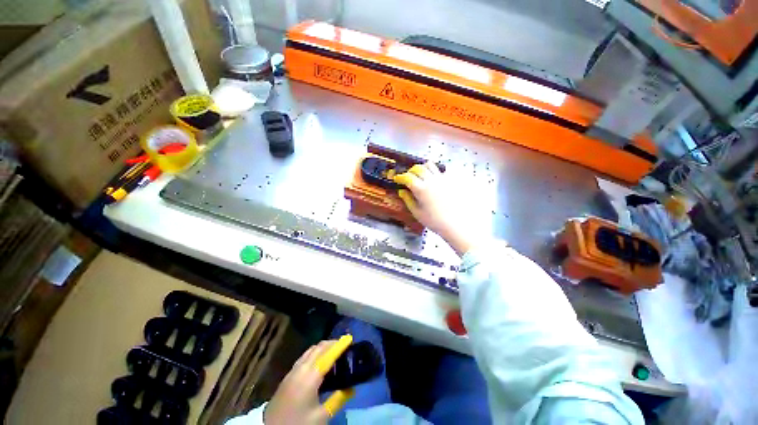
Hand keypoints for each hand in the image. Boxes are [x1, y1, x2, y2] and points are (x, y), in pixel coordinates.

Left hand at [264, 337, 351, 424]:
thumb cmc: (298, 423)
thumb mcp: (321, 417)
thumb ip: (337, 400)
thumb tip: (352, 389)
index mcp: (310, 377)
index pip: (328, 355)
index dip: (340, 346)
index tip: (350, 338)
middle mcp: (301, 369)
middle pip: (318, 348)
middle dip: (332, 343)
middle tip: (344, 345)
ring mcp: (293, 371)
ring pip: (310, 350)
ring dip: (323, 346)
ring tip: (333, 350)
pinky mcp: (288, 375)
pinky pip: (304, 356)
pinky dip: (314, 352)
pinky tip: (318, 360)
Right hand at [393, 162, 483, 254]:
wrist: (456, 223)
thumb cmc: (434, 221)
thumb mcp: (417, 213)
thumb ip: (408, 200)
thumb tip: (402, 191)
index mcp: (420, 189)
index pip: (407, 177)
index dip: (400, 177)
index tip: (397, 179)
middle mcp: (430, 180)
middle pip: (418, 168)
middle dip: (410, 171)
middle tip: (408, 177)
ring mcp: (442, 179)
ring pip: (430, 165)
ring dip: (422, 168)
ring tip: (420, 175)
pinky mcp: (450, 180)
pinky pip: (441, 170)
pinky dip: (434, 172)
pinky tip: (434, 180)